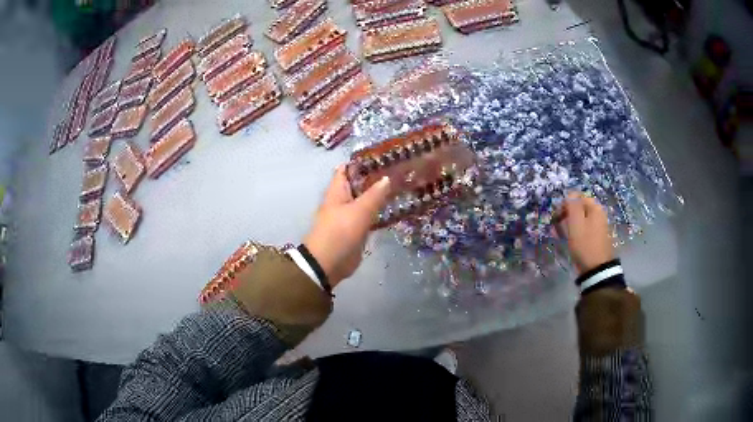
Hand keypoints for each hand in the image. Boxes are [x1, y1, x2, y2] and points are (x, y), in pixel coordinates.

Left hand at [304, 165, 390, 287]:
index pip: (347, 169)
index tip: (382, 156)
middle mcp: (342, 200)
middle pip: (359, 184)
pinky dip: (379, 211)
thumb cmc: (340, 232)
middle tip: (398, 170)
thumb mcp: (359, 211)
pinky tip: (395, 207)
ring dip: (379, 195)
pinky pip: (369, 216)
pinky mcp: (356, 229)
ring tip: (401, 185)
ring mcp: (349, 215)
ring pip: (365, 200)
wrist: (329, 263)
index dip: (361, 161)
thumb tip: (387, 178)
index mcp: (337, 191)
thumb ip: (374, 195)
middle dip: (375, 178)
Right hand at [556, 192, 614, 274]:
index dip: (565, 203)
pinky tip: (568, 239)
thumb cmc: (585, 244)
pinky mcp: (595, 237)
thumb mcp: (576, 223)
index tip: (557, 216)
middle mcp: (598, 214)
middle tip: (556, 225)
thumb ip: (572, 205)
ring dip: (568, 223)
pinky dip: (574, 231)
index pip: (577, 196)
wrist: (597, 269)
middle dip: (566, 214)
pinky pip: (583, 228)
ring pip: (580, 219)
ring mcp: (598, 226)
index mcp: (595, 207)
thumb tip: (570, 194)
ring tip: (560, 234)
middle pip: (579, 207)